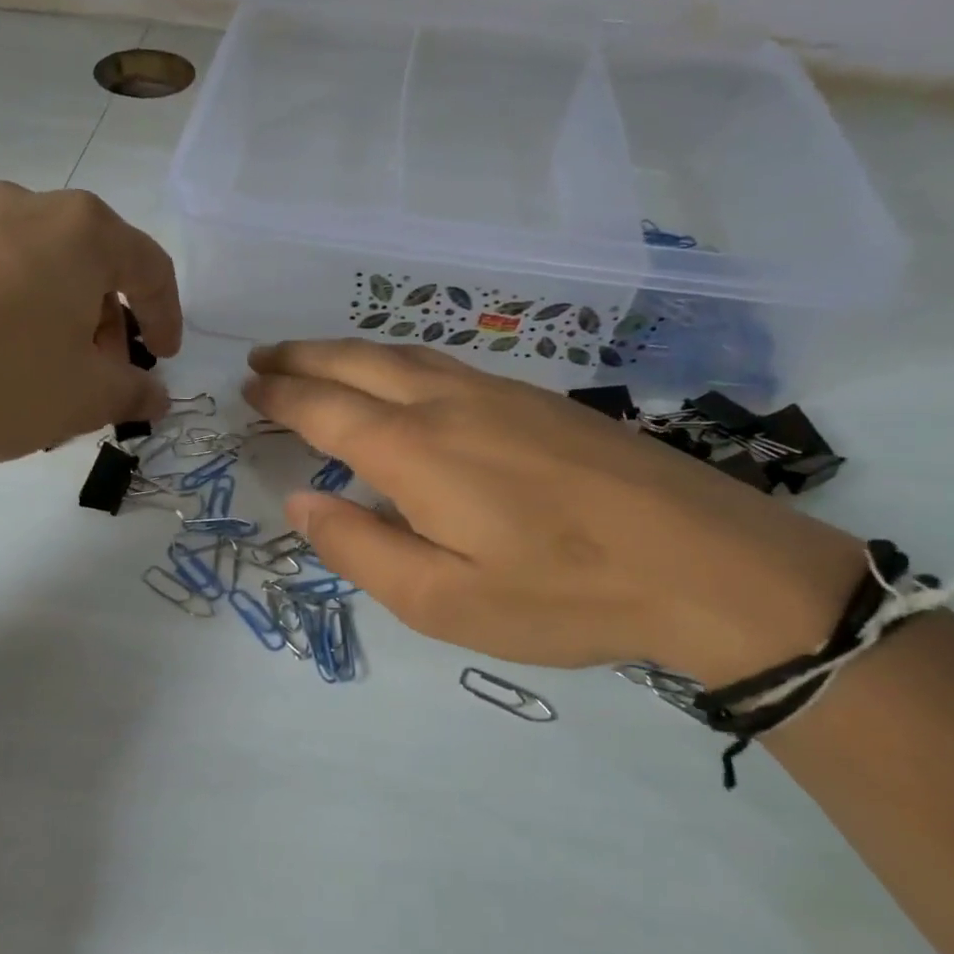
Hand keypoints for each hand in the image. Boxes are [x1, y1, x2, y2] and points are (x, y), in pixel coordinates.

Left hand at [0, 182, 181, 477]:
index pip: (149, 267)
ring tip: (41, 379)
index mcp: (80, 231)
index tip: (163, 358)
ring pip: (33, 271)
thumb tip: (155, 395)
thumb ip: (133, 393)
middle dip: (105, 324)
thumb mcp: (85, 398)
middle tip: (100, 376)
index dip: (166, 316)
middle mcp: (22, 208)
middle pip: (88, 265)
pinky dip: (3, 317)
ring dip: (54, 321)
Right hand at [244, 340, 866, 684]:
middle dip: (302, 357)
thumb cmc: (563, 594)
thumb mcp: (442, 602)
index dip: (282, 398)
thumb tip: (300, 504)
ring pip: (403, 355)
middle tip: (263, 359)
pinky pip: (444, 363)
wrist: (705, 563)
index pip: (325, 410)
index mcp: (414, 451)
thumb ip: (360, 549)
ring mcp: (499, 393)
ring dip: (347, 352)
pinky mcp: (539, 400)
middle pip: (357, 364)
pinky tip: (398, 377)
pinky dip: (396, 360)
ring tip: (314, 359)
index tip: (249, 389)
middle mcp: (448, 404)